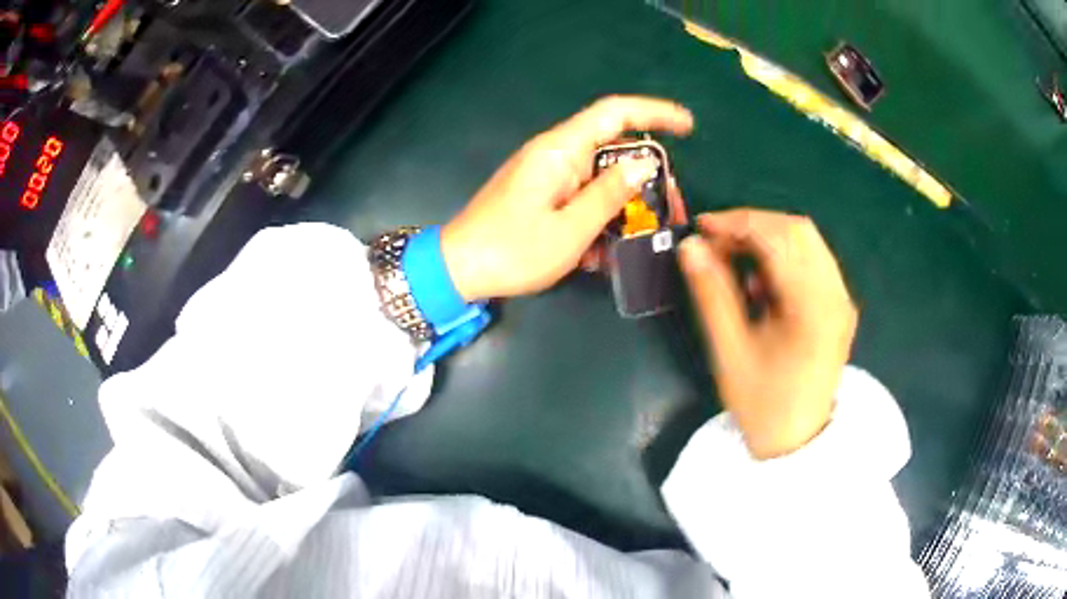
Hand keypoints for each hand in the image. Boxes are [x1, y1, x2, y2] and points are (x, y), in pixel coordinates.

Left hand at [441, 96, 693, 300]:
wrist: (458, 271)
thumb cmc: (512, 250)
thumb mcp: (570, 230)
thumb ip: (609, 195)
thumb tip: (643, 164)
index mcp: (561, 151)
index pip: (615, 113)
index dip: (654, 113)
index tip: (687, 127)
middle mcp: (556, 155)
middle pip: (614, 149)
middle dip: (648, 177)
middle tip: (672, 209)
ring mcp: (547, 176)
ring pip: (601, 178)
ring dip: (626, 204)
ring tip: (649, 235)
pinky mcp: (541, 196)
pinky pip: (581, 198)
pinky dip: (600, 219)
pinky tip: (606, 254)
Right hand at [678, 209, 857, 459]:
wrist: (798, 440)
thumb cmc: (762, 404)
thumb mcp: (730, 352)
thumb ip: (712, 294)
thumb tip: (691, 247)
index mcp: (813, 308)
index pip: (779, 239)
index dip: (738, 222)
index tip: (702, 226)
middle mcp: (836, 294)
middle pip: (798, 230)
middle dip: (752, 225)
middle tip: (716, 242)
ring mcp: (842, 298)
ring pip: (807, 240)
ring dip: (768, 237)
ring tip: (735, 258)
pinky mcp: (840, 304)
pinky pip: (813, 259)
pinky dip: (783, 255)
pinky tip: (763, 281)